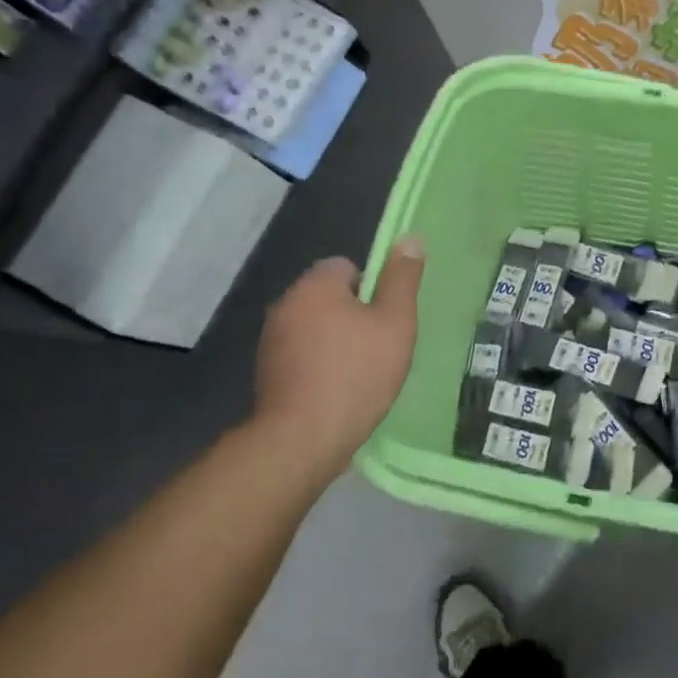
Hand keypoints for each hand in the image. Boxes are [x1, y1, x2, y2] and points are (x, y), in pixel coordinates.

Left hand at [246, 237, 424, 491]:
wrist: (303, 439)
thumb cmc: (357, 373)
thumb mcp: (395, 323)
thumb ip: (402, 279)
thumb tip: (410, 238)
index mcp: (315, 285)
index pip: (346, 266)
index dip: (372, 289)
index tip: (386, 319)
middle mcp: (285, 304)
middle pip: (329, 297)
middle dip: (354, 316)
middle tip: (380, 346)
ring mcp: (270, 340)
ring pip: (315, 327)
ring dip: (336, 341)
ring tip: (361, 373)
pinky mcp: (266, 372)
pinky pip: (302, 355)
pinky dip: (319, 365)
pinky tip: (338, 390)